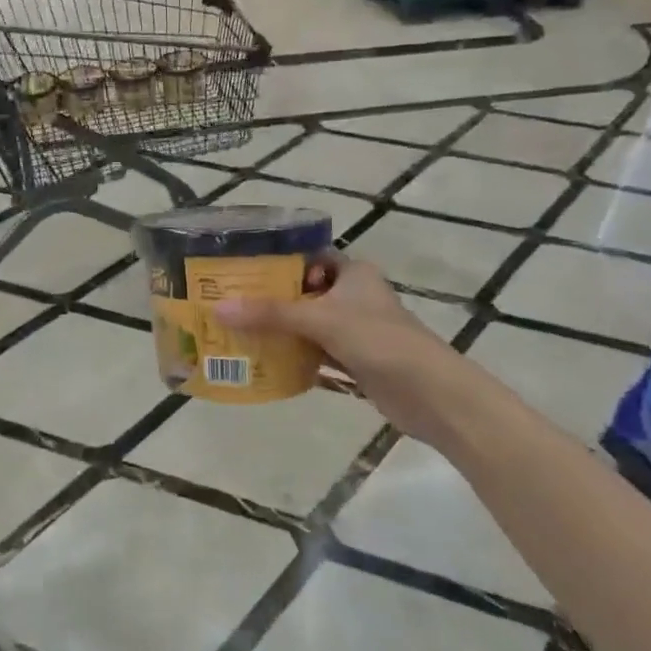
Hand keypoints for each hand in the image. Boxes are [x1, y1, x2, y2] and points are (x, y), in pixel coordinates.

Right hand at [215, 253, 482, 444]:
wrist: (431, 395)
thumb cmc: (379, 340)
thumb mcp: (321, 320)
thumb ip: (270, 314)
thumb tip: (219, 309)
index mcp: (353, 273)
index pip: (310, 256)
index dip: (280, 260)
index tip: (244, 267)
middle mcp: (354, 297)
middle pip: (306, 292)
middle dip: (272, 299)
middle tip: (231, 301)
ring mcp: (356, 331)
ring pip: (310, 326)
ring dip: (282, 331)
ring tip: (239, 330)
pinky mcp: (356, 362)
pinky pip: (317, 354)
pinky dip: (296, 358)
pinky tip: (264, 362)